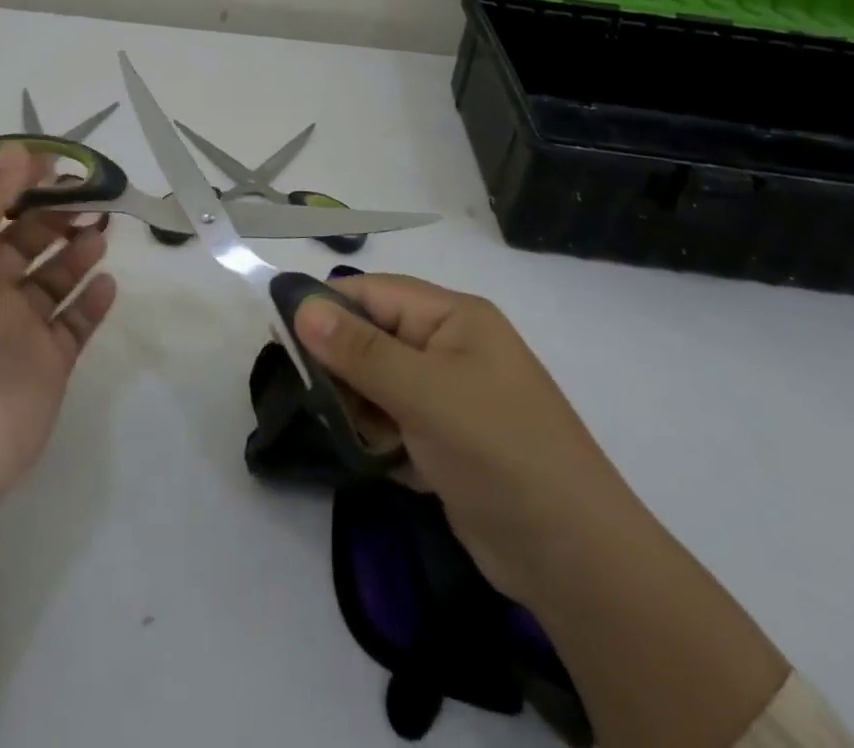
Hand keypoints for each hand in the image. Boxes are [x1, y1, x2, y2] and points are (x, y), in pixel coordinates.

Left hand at [0, 143, 115, 724]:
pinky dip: (92, 300)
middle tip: (94, 194)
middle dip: (58, 214)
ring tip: (102, 230)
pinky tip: (106, 281)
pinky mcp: (47, 368)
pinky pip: (75, 323)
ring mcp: (17, 333)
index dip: (22, 186)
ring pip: (56, 278)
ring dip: (78, 250)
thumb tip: (17, 149)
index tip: (60, 165)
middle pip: (28, 241)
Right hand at [293, 273, 623, 600]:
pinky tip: (366, 455)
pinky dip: (375, 434)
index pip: (376, 293)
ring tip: (336, 427)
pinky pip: (394, 421)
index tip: (278, 328)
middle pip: (375, 336)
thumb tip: (302, 307)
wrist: (574, 559)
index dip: (328, 304)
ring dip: (355, 402)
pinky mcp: (446, 442)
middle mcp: (451, 348)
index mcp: (454, 318)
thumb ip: (360, 351)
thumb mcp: (424, 393)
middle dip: (339, 360)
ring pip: (380, 382)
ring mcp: (451, 397)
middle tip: (303, 388)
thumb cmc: (499, 451)